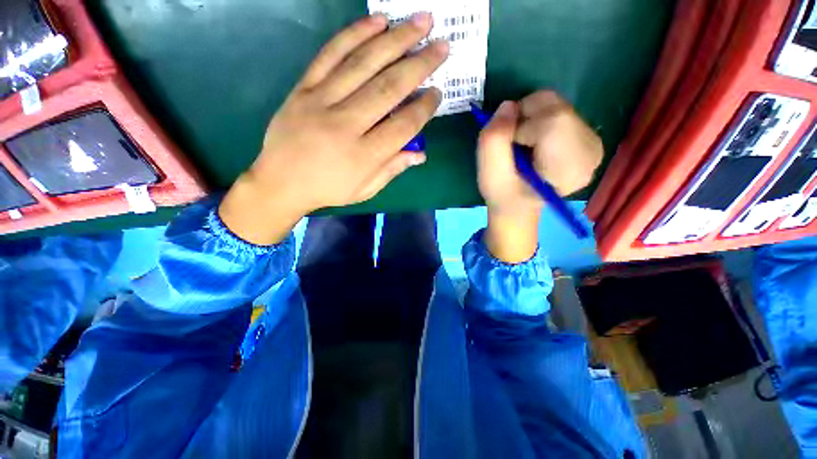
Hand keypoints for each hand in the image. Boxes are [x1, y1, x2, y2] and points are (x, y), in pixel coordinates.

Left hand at [219, 13, 448, 244]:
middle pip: (388, 89)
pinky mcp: (303, 88)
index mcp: (363, 156)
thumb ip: (392, 169)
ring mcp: (321, 102)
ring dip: (395, 40)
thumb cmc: (328, 189)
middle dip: (419, 64)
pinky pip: (330, 55)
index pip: (402, 126)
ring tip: (420, 21)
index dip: (423, 108)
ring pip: (363, 64)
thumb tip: (420, 154)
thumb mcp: (365, 189)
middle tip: (442, 45)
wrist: (280, 182)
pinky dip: (355, 34)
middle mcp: (345, 125)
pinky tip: (378, 21)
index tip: (437, 92)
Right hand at [477, 91, 602, 262]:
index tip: (510, 148)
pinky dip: (537, 118)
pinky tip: (533, 142)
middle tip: (513, 144)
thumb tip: (508, 106)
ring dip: (529, 118)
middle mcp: (590, 150)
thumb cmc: (504, 194)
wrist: (519, 204)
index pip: (552, 121)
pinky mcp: (587, 134)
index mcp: (569, 167)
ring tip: (522, 145)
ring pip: (555, 104)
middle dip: (524, 118)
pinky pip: (558, 108)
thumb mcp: (489, 175)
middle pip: (555, 107)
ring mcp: (593, 140)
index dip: (521, 127)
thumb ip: (493, 140)